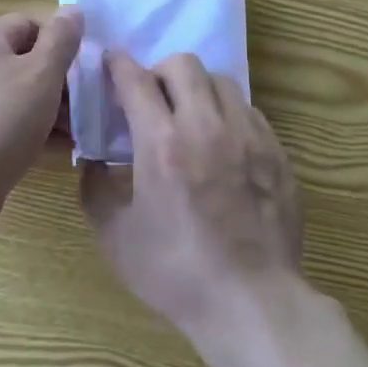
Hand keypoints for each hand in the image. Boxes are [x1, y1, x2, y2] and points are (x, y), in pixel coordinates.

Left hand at [0, 9, 82, 234]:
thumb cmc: (4, 121)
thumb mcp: (43, 74)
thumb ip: (62, 39)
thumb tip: (73, 9)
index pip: (30, 24)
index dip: (59, 44)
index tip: (80, 72)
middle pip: (22, 59)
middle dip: (55, 81)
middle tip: (80, 107)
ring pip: (14, 92)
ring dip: (45, 107)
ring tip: (70, 132)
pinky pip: (0, 118)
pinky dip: (25, 127)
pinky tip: (49, 149)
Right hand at [79, 52, 303, 345]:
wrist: (253, 303)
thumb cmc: (178, 274)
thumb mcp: (116, 239)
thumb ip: (95, 190)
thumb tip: (93, 160)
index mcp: (162, 144)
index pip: (136, 80)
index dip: (119, 64)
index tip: (112, 63)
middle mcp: (205, 126)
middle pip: (183, 64)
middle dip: (160, 71)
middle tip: (153, 96)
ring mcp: (247, 135)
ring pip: (220, 80)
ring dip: (198, 89)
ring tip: (191, 116)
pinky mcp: (275, 150)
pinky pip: (249, 109)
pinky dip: (228, 114)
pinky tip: (223, 143)